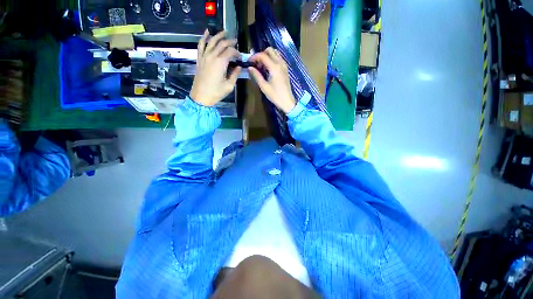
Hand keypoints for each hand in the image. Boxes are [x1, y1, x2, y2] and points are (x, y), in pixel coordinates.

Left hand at [190, 30, 241, 105]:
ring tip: (225, 32)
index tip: (240, 57)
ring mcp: (204, 56)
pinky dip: (204, 37)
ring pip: (212, 41)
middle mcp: (212, 56)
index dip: (237, 52)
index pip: (230, 51)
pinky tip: (207, 32)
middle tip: (236, 42)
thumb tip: (239, 67)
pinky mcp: (199, 59)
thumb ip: (234, 75)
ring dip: (219, 35)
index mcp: (221, 63)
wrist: (201, 96)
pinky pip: (201, 45)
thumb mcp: (229, 86)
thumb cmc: (216, 92)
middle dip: (230, 41)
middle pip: (222, 44)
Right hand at [249, 47, 295, 113]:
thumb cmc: (275, 95)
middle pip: (270, 50)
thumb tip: (249, 67)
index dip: (254, 57)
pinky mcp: (285, 69)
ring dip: (267, 56)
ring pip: (275, 53)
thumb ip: (256, 75)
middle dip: (261, 54)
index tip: (249, 62)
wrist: (287, 101)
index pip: (263, 55)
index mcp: (274, 67)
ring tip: (262, 66)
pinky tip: (268, 69)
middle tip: (256, 63)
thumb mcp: (264, 86)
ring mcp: (284, 65)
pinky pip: (278, 59)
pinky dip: (272, 60)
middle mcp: (280, 63)